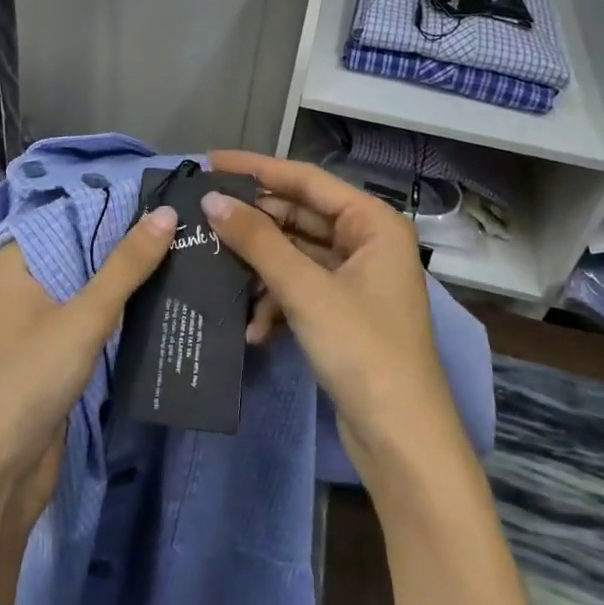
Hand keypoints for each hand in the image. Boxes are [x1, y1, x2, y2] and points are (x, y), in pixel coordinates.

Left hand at [0, 206, 176, 535]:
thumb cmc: (28, 380)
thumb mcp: (84, 317)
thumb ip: (126, 266)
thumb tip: (166, 212)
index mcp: (18, 260)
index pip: (72, 211)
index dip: (117, 200)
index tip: (166, 189)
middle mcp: (27, 281)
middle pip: (85, 247)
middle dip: (131, 239)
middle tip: (188, 222)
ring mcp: (41, 318)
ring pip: (93, 283)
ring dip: (132, 275)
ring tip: (188, 251)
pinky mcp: (57, 351)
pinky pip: (95, 316)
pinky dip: (124, 308)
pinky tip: (165, 297)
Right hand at [203, 150, 460, 485]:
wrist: (402, 441)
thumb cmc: (363, 350)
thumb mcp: (305, 290)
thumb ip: (257, 241)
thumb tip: (212, 200)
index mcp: (373, 223)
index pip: (306, 179)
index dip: (257, 169)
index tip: (210, 162)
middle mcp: (367, 242)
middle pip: (299, 216)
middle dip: (253, 223)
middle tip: (201, 216)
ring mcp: (355, 279)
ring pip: (295, 255)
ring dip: (260, 269)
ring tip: (217, 272)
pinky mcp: (342, 312)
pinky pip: (299, 289)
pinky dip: (275, 303)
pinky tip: (253, 329)